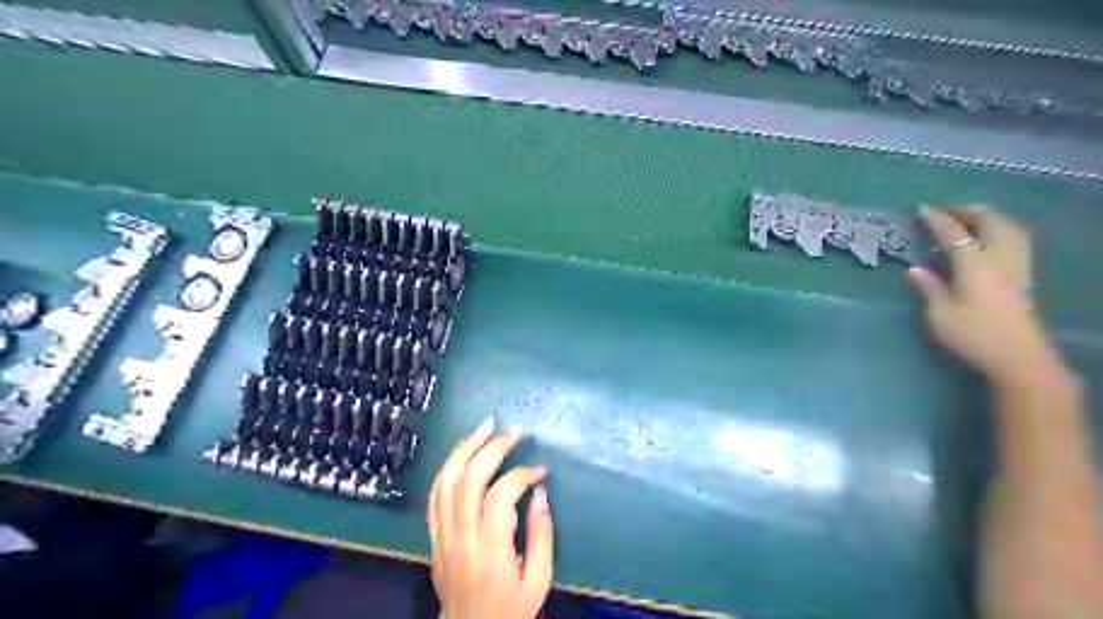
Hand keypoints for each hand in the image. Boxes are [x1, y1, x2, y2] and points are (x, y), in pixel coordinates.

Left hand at [429, 419, 554, 618]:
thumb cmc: (509, 609)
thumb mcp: (538, 581)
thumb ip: (541, 536)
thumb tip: (540, 493)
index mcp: (490, 550)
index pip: (500, 497)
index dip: (521, 474)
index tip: (540, 470)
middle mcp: (461, 537)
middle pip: (469, 480)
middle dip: (491, 448)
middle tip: (512, 430)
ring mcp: (442, 535)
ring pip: (445, 481)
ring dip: (464, 448)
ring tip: (484, 427)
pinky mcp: (433, 535)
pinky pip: (434, 494)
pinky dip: (447, 468)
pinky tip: (462, 451)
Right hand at [906, 206, 1058, 383]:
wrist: (1018, 357)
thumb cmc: (973, 335)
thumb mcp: (940, 314)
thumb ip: (929, 287)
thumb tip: (915, 269)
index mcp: (974, 264)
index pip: (954, 233)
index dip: (937, 220)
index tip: (922, 209)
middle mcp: (998, 258)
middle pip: (989, 221)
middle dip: (967, 211)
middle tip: (945, 211)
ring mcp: (1016, 265)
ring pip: (1007, 227)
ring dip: (987, 217)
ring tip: (968, 218)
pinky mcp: (1024, 275)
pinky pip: (1014, 239)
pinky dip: (999, 229)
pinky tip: (988, 237)